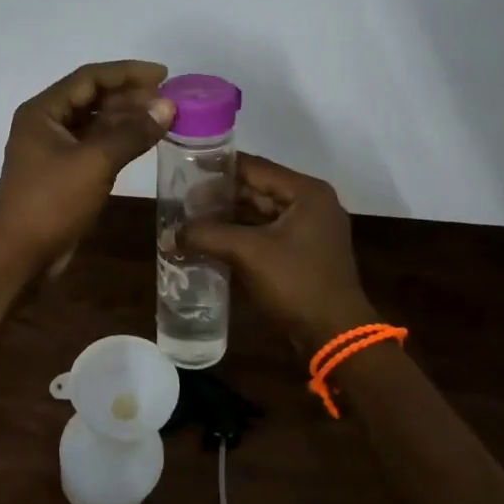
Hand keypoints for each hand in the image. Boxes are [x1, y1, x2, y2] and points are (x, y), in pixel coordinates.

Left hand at [0, 60, 176, 271]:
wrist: (20, 255)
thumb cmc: (52, 202)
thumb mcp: (95, 163)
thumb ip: (132, 132)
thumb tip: (168, 106)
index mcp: (43, 111)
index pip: (90, 78)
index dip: (128, 73)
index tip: (164, 75)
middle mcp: (45, 123)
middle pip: (92, 98)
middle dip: (130, 96)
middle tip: (168, 100)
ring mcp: (53, 149)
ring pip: (94, 122)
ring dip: (126, 119)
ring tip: (162, 119)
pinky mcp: (62, 172)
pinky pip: (94, 145)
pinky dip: (118, 141)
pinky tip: (143, 142)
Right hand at [181, 154, 373, 356]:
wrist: (335, 335)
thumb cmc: (296, 283)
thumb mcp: (248, 253)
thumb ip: (206, 235)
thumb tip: (168, 234)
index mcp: (306, 192)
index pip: (254, 167)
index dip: (217, 168)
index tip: (184, 169)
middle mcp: (311, 204)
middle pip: (257, 188)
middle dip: (219, 195)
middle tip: (182, 199)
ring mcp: (309, 230)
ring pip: (259, 213)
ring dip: (227, 216)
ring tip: (190, 219)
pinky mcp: (303, 253)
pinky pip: (265, 234)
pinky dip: (240, 235)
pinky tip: (211, 241)